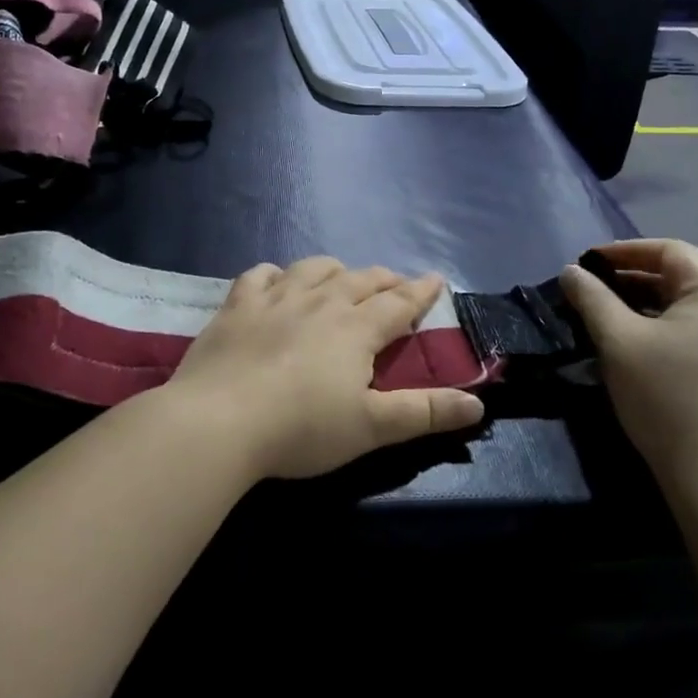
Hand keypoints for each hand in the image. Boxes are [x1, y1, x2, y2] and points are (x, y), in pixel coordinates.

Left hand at [165, 258, 485, 479]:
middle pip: (360, 280)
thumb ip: (425, 413)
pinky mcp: (237, 306)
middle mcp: (320, 302)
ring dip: (335, 270)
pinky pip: (261, 274)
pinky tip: (277, 281)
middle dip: (384, 279)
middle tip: (395, 282)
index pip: (398, 303)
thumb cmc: (302, 428)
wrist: (219, 421)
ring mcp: (275, 298)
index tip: (436, 278)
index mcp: (356, 328)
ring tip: (342, 276)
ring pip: (314, 269)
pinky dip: (275, 274)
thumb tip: (478, 405)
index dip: (420, 291)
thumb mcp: (372, 427)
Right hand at [559, 239, 697, 486]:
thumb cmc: (665, 396)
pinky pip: (696, 329)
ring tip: (606, 313)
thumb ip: (592, 298)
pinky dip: (662, 324)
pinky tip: (634, 341)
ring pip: (687, 305)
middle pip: (682, 276)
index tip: (589, 262)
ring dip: (645, 301)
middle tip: (592, 288)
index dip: (627, 251)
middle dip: (633, 276)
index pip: (672, 251)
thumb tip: (571, 271)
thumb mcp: (618, 340)